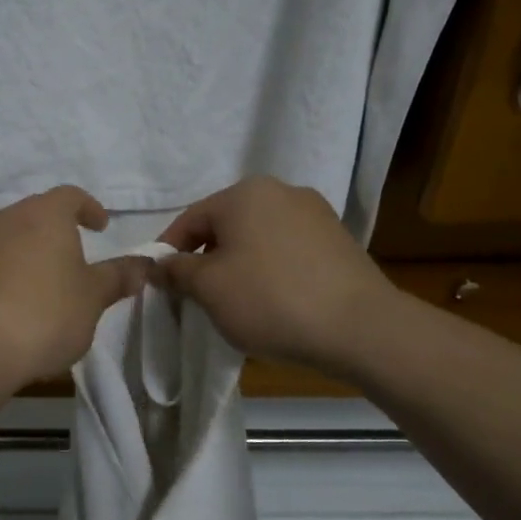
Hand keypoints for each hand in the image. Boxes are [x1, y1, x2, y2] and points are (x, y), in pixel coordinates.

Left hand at [0, 186, 151, 384]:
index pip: (71, 196)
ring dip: (28, 253)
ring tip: (42, 285)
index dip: (89, 208)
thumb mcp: (93, 298)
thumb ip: (118, 277)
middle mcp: (6, 217)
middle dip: (57, 232)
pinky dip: (4, 273)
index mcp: (44, 214)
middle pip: (37, 215)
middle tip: (74, 259)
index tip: (101, 227)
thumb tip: (143, 264)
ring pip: (9, 237)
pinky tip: (12, 303)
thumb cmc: (46, 315)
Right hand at [156, 176, 391, 370]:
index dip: (168, 253)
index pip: (189, 220)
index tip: (160, 285)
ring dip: (238, 265)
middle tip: (195, 297)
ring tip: (235, 303)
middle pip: (225, 226)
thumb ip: (177, 271)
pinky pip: (286, 251)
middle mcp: (281, 191)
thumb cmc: (270, 300)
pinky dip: (270, 271)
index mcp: (244, 193)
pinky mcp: (338, 240)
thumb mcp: (208, 288)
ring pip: (257, 238)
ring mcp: (315, 214)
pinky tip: (272, 301)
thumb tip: (159, 264)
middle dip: (205, 259)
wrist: (360, 327)